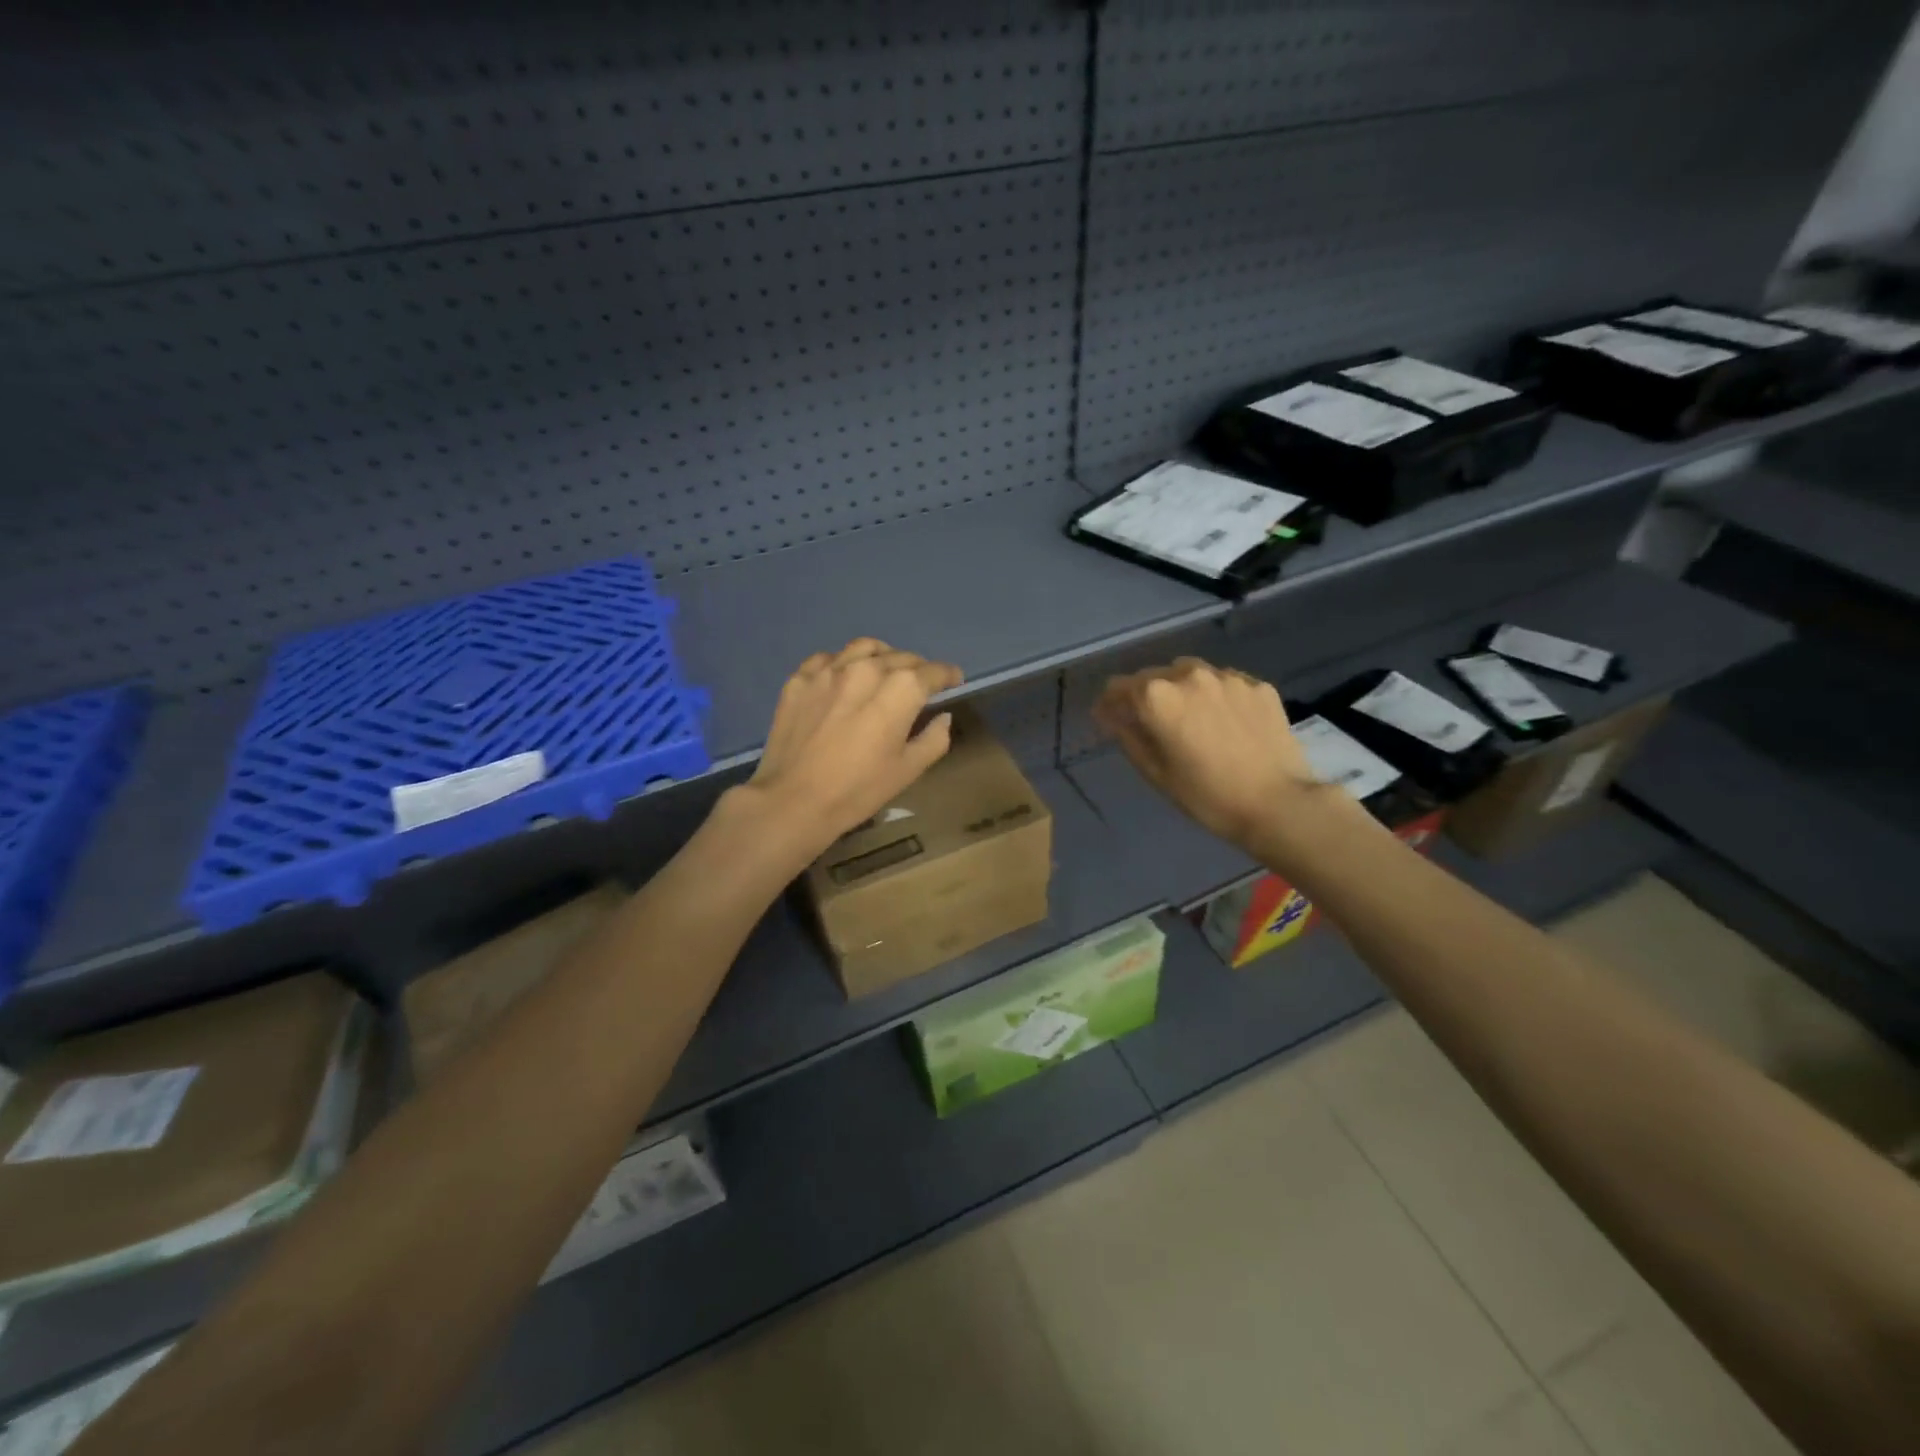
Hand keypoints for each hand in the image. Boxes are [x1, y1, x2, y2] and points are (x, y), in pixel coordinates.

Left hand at [745, 638, 963, 846]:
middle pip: (900, 657)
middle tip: (920, 684)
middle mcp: (866, 669)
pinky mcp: (799, 680)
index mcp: (900, 689)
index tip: (953, 681)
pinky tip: (843, 679)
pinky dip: (843, 663)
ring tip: (883, 670)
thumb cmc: (859, 790)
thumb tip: (943, 717)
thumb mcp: (908, 770)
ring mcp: (829, 671)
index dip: (948, 675)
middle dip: (917, 667)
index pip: (933, 671)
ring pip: (864, 648)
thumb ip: (934, 738)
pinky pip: (827, 659)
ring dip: (882, 656)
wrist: (794, 801)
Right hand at [1094, 657, 1326, 852]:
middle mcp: (1189, 675)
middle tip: (1153, 724)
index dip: (1110, 705)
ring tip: (1192, 718)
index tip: (1111, 721)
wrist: (1279, 803)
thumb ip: (1128, 736)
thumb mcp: (1156, 773)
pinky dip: (1216, 696)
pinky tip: (1226, 722)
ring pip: (1191, 674)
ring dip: (1182, 690)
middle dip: (1147, 696)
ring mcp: (1228, 677)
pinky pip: (1225, 683)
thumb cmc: (1207, 795)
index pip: (1118, 687)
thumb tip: (1113, 716)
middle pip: (1154, 676)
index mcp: (1157, 696)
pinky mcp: (1259, 685)